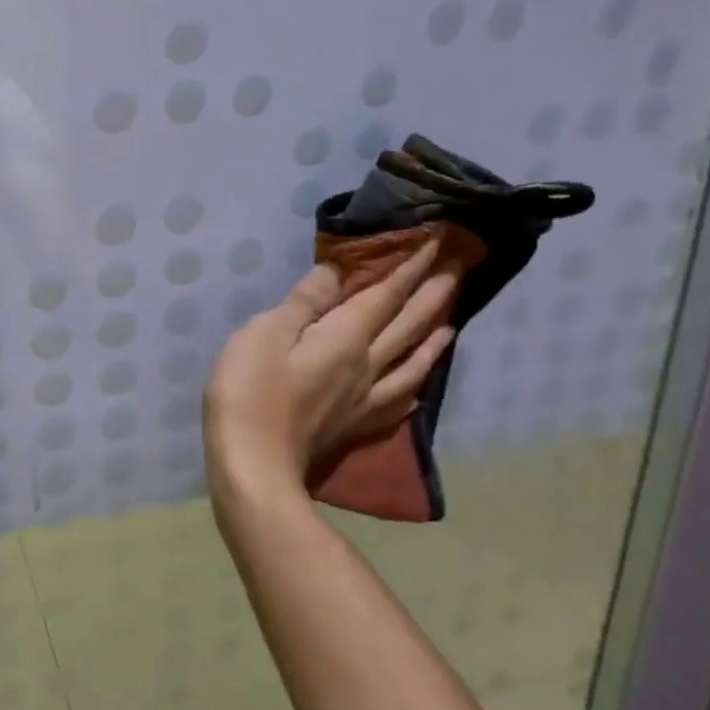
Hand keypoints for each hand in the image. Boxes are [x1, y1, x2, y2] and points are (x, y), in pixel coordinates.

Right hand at [204, 242, 458, 490]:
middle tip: (458, 271)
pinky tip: (418, 387)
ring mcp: (363, 401)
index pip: (384, 296)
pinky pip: (396, 401)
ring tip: (450, 322)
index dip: (409, 268)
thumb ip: (304, 303)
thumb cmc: (250, 392)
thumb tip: (336, 272)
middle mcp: (365, 366)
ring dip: (432, 338)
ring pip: (410, 363)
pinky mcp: (353, 427)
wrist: (254, 467)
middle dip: (431, 295)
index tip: (438, 242)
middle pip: (406, 326)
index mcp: (345, 339)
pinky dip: (413, 385)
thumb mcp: (266, 334)